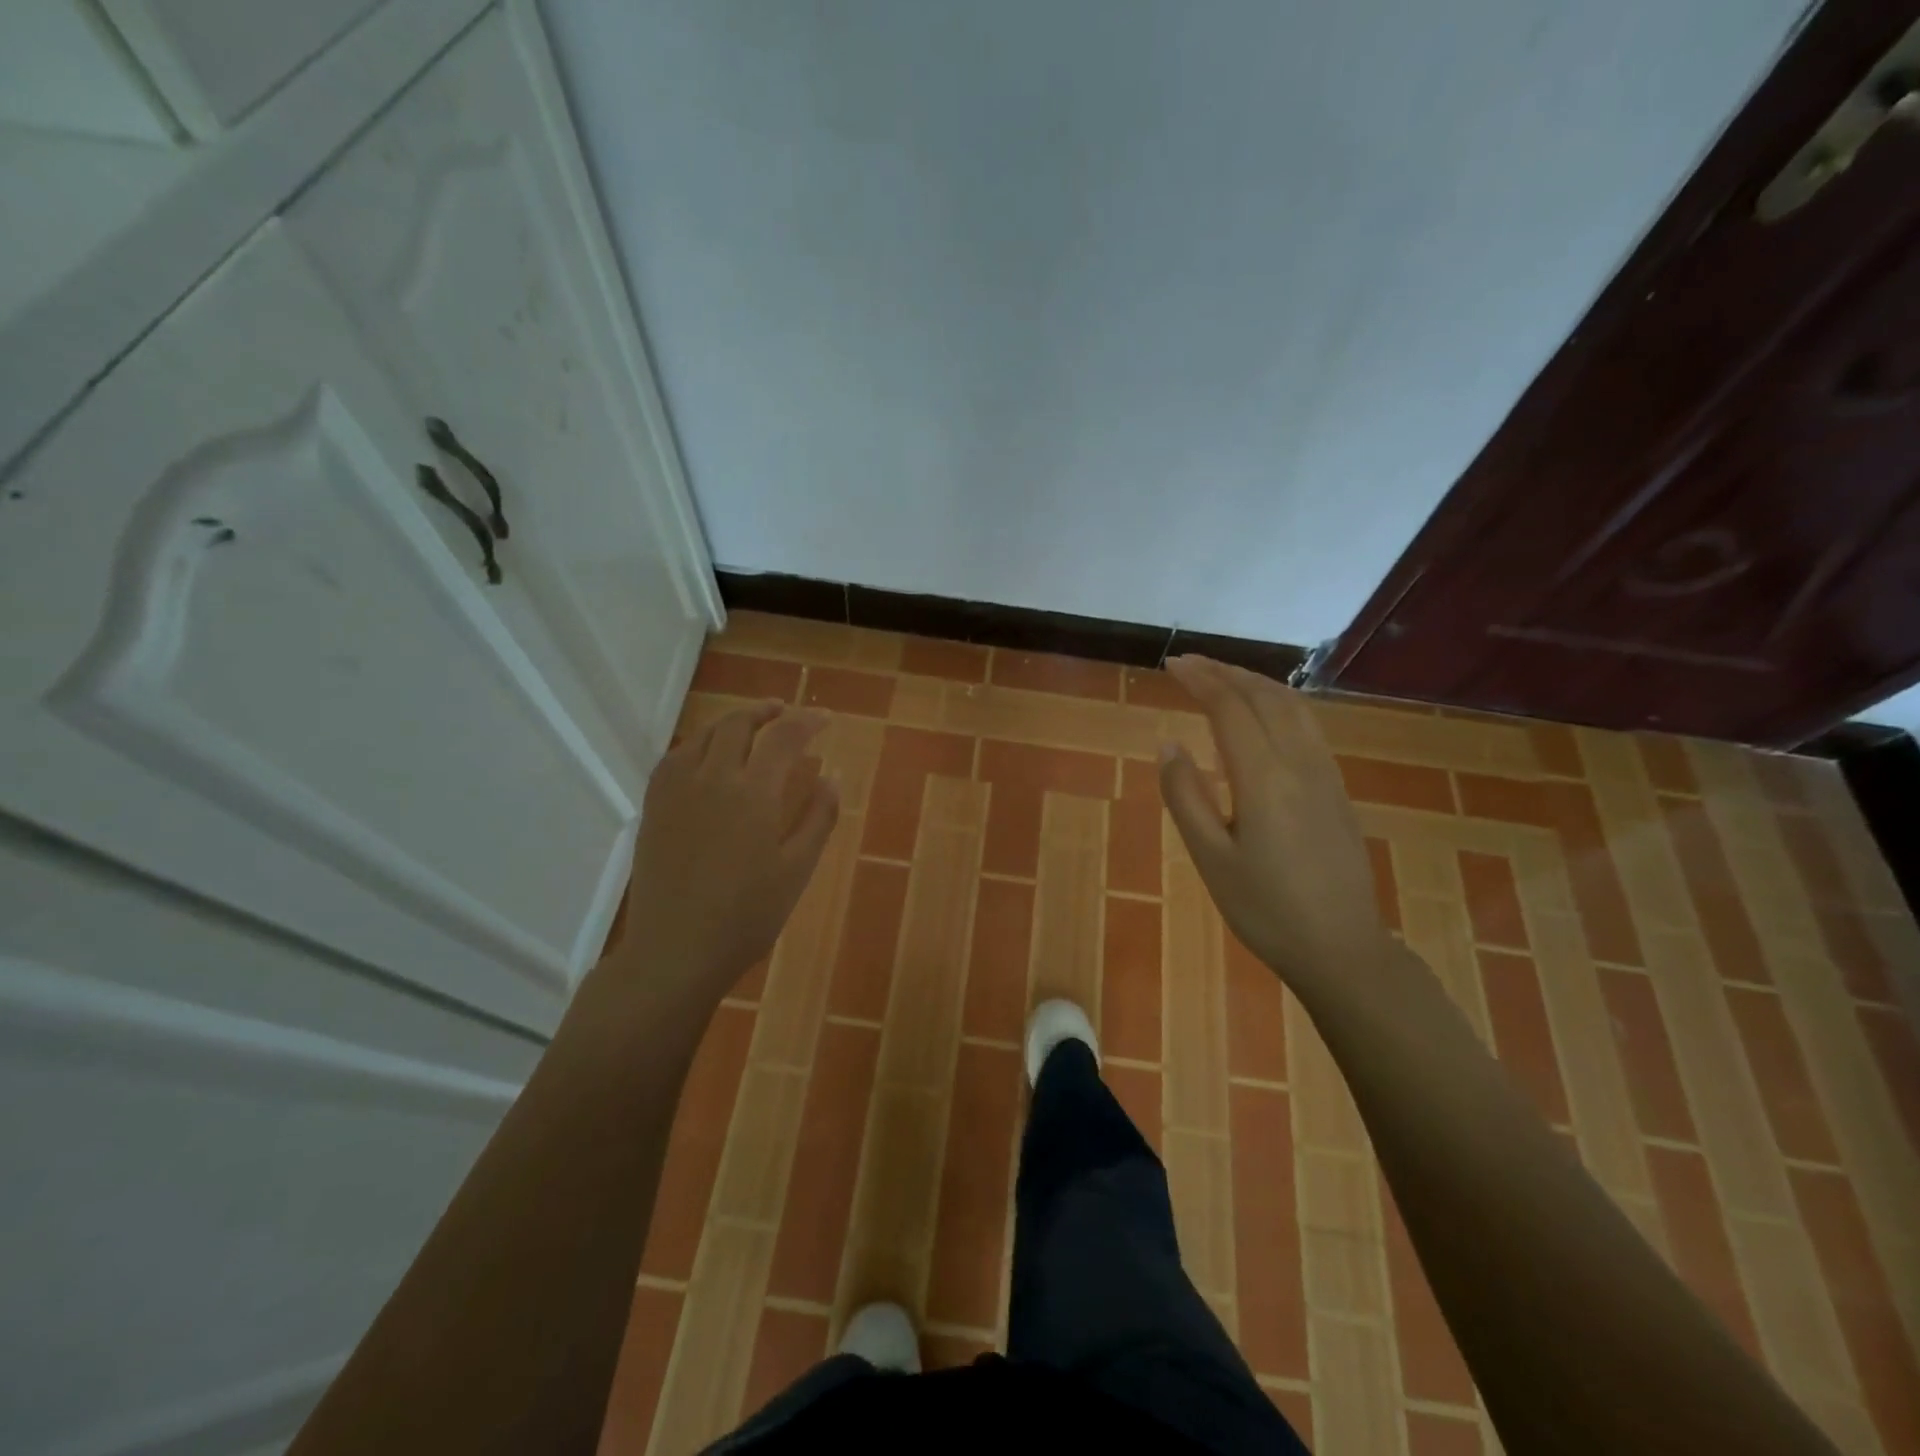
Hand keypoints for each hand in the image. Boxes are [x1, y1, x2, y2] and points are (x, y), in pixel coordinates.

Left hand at [617, 702, 838, 1007]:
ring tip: (750, 726)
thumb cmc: (746, 916)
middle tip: (786, 712)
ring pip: (703, 736)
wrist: (675, 950)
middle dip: (766, 711)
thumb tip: (832, 776)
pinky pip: (674, 758)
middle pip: (738, 725)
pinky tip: (705, 756)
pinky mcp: (654, 808)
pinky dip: (697, 744)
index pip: (784, 738)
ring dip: (731, 722)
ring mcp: (676, 791)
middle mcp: (712, 779)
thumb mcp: (797, 871)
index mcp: (753, 794)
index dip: (808, 721)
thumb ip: (818, 818)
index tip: (825, 718)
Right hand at [1159, 657, 1391, 991]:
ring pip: (1293, 707)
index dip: (1201, 680)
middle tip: (1189, 663)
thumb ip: (1185, 797)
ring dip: (1255, 682)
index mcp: (1264, 779)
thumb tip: (1168, 744)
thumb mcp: (1210, 859)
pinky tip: (1263, 716)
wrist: (1341, 948)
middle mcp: (1300, 764)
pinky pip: (1307, 726)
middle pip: (1265, 697)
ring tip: (1222, 677)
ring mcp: (1325, 774)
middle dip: (1225, 672)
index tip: (1172, 664)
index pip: (1230, 709)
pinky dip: (1278, 703)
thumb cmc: (1265, 909)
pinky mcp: (1337, 789)